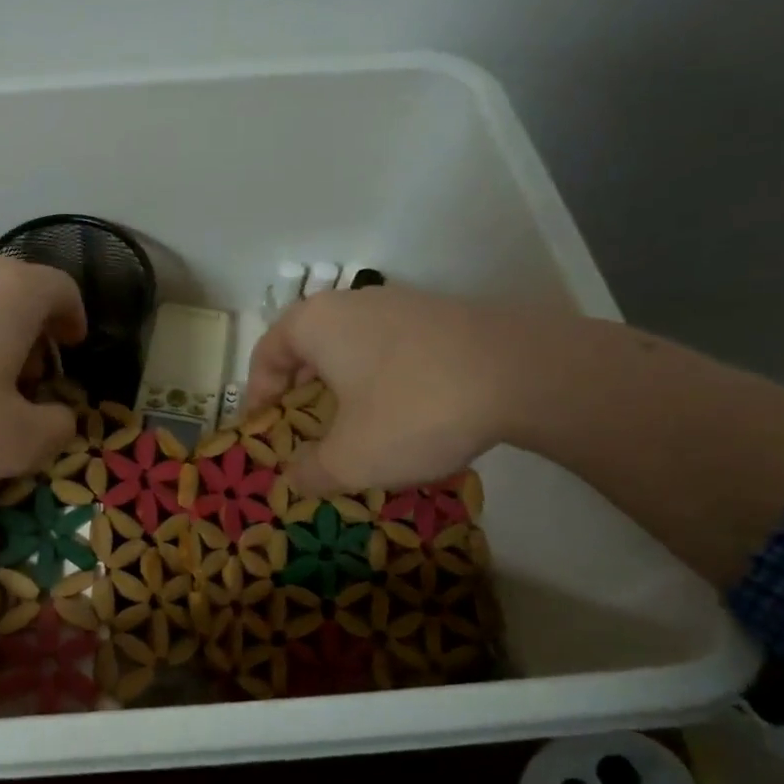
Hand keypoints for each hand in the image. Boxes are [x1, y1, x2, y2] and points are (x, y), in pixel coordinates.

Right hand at [245, 283, 539, 496]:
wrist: (526, 373)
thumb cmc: (413, 409)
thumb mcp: (351, 459)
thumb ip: (310, 473)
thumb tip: (294, 479)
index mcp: (315, 323)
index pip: (266, 354)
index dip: (257, 395)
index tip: (263, 429)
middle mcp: (353, 303)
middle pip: (309, 348)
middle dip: (301, 393)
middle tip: (305, 432)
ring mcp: (403, 304)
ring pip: (353, 348)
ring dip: (344, 388)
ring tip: (356, 428)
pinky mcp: (444, 316)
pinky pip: (393, 349)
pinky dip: (384, 381)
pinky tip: (405, 414)